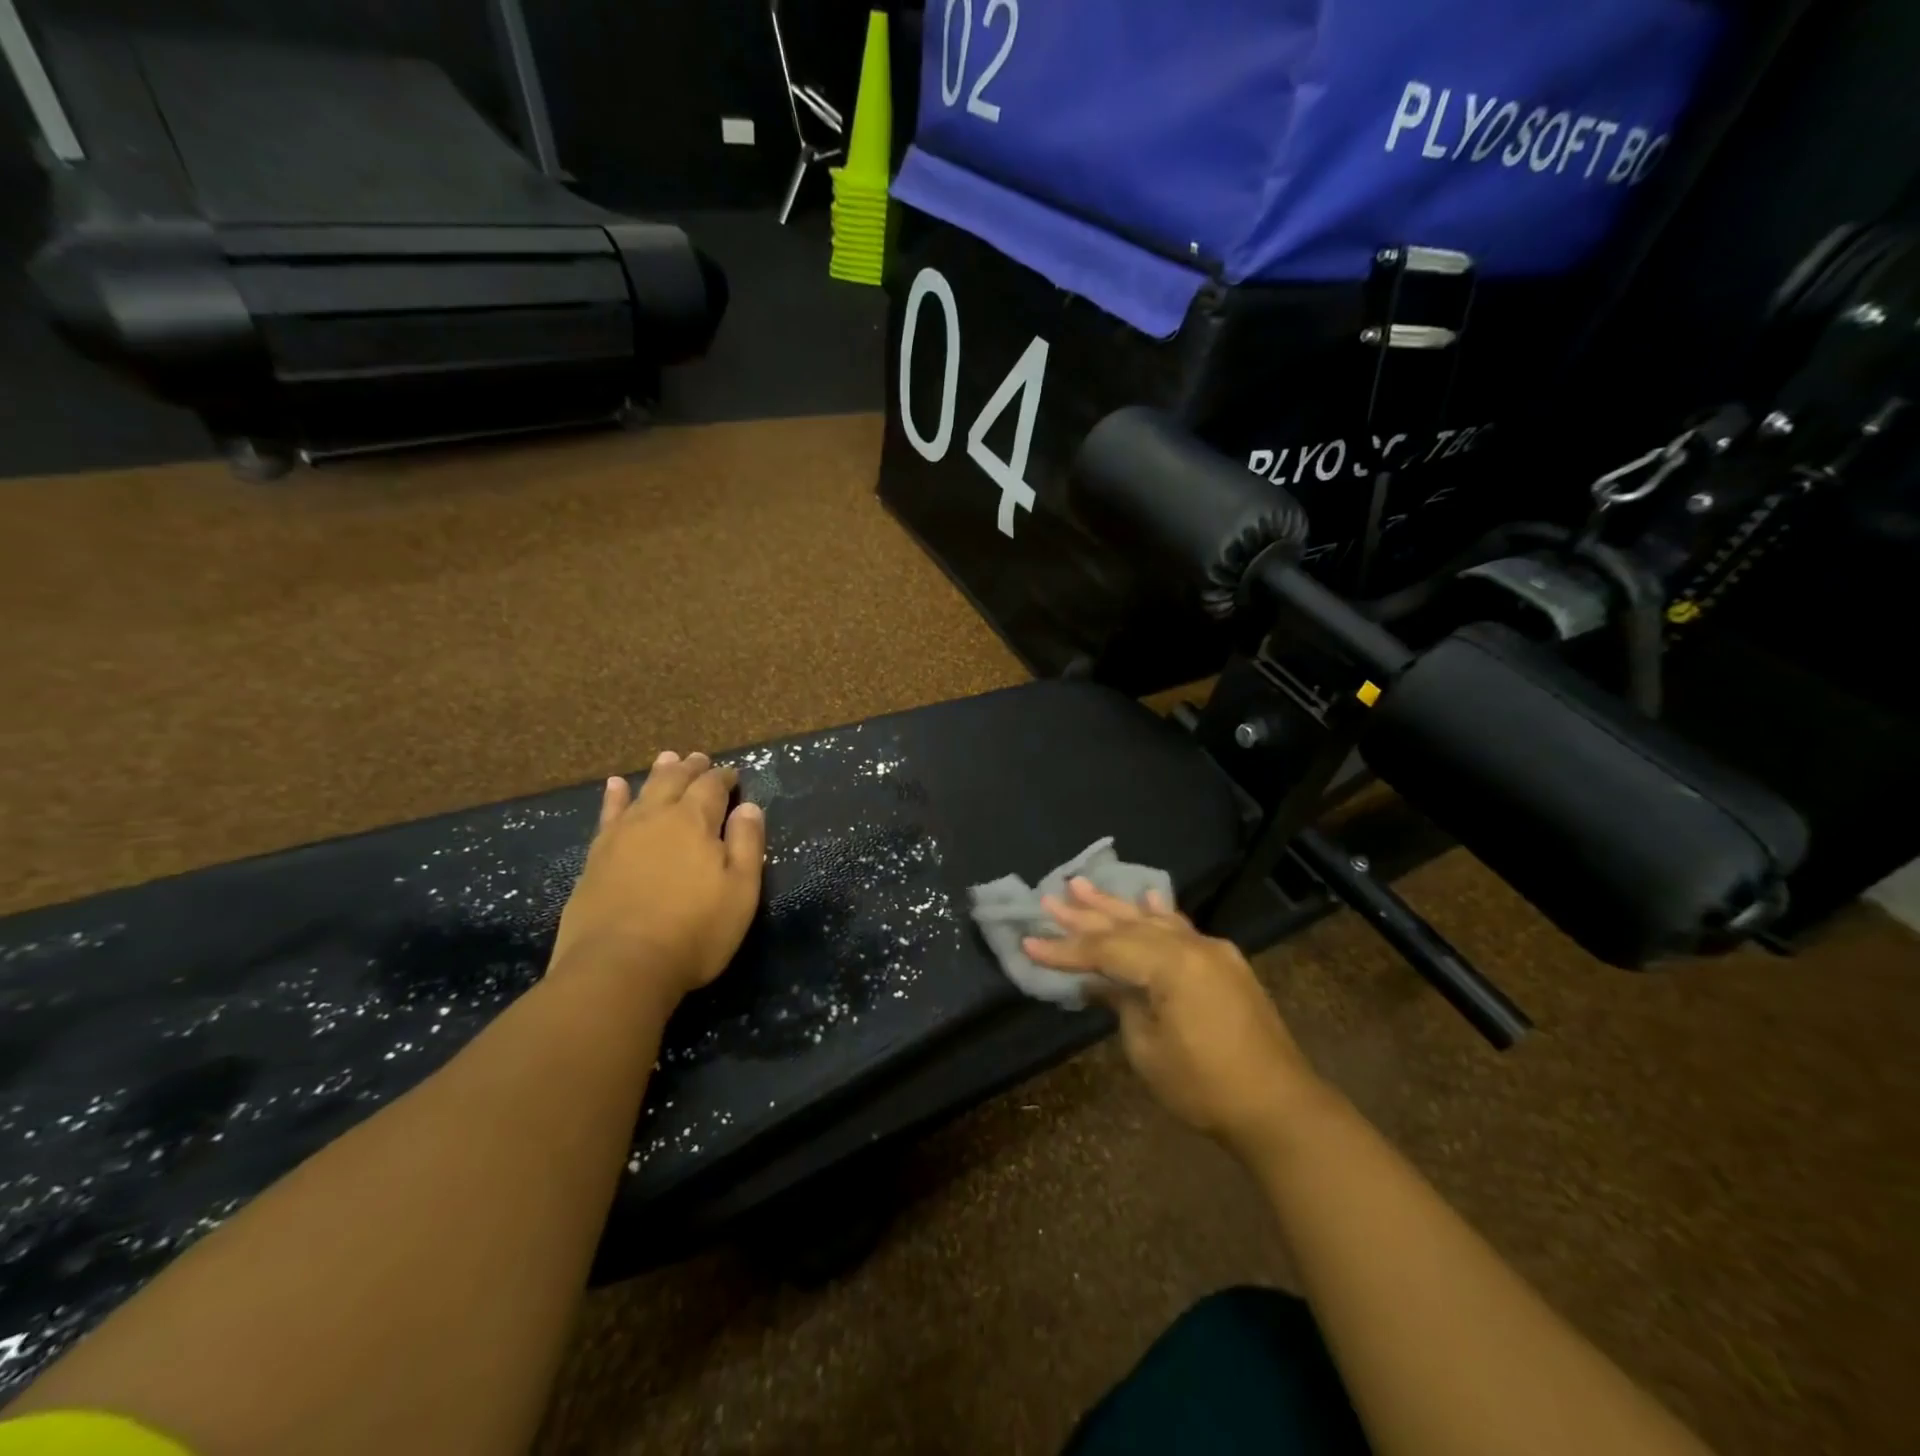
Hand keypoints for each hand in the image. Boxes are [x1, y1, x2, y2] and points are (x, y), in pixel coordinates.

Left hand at [550, 751, 766, 1005]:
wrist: (618, 966)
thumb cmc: (694, 931)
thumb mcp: (740, 891)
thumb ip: (747, 844)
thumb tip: (749, 807)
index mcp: (695, 822)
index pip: (713, 788)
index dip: (724, 778)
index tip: (733, 774)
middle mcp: (657, 818)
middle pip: (675, 782)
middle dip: (691, 769)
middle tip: (700, 758)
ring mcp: (621, 836)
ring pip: (643, 792)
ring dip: (658, 773)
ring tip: (667, 758)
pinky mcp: (596, 858)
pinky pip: (608, 815)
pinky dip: (615, 797)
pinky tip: (616, 786)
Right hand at [1025, 880, 1325, 1151]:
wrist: (1278, 1107)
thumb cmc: (1204, 1086)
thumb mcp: (1147, 1048)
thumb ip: (1121, 1003)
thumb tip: (1098, 981)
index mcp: (1170, 965)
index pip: (1105, 950)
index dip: (1065, 949)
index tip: (1029, 942)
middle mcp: (1191, 946)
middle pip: (1126, 926)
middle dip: (1085, 915)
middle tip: (1049, 898)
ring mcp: (1212, 951)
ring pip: (1153, 921)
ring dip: (1116, 906)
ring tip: (1083, 885)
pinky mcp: (1224, 963)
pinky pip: (1182, 929)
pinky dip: (1160, 914)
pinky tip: (1148, 898)